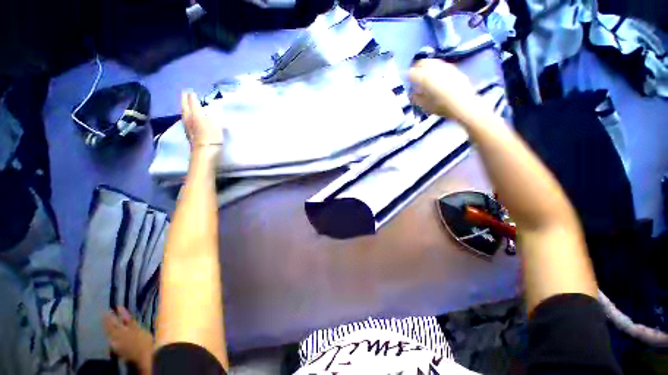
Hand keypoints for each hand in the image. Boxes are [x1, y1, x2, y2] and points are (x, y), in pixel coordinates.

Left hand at [181, 91, 223, 162]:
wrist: (204, 153)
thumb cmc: (212, 138)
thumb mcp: (216, 125)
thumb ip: (214, 117)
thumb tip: (213, 110)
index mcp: (196, 116)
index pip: (193, 104)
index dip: (192, 98)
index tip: (191, 92)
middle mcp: (189, 120)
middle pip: (185, 108)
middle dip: (184, 101)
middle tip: (184, 93)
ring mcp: (188, 128)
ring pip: (184, 115)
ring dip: (184, 109)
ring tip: (185, 104)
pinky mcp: (189, 135)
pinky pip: (186, 122)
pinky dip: (186, 118)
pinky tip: (187, 118)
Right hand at [409, 59, 482, 122]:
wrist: (463, 105)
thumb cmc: (441, 107)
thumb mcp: (424, 105)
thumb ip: (416, 98)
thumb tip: (412, 93)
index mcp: (425, 78)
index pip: (411, 73)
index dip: (406, 75)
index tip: (404, 79)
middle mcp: (435, 69)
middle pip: (422, 62)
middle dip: (416, 67)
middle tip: (414, 75)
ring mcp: (446, 67)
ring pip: (433, 62)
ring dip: (426, 66)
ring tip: (425, 75)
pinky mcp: (454, 69)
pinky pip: (441, 65)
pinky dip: (436, 69)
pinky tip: (436, 77)